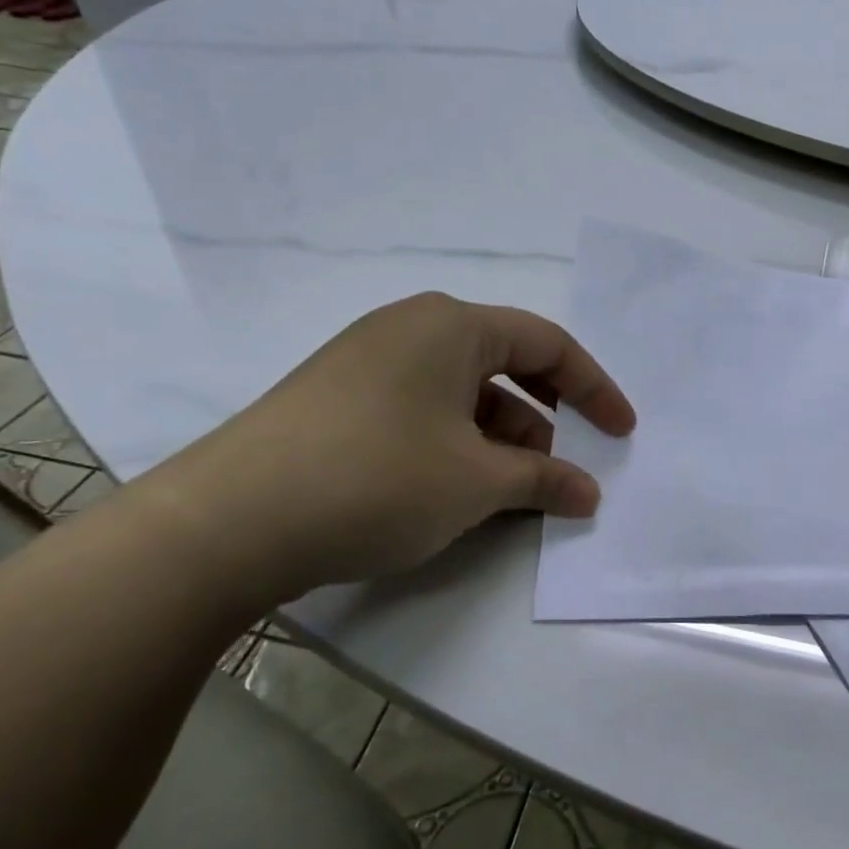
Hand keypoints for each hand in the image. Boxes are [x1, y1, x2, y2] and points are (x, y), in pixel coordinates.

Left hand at [145, 293, 634, 603]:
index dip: (594, 388)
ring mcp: (368, 362)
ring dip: (500, 439)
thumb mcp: (477, 482)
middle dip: (545, 419)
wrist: (226, 523)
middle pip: (505, 365)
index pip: (547, 344)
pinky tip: (456, 491)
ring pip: (462, 393)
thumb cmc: (377, 479)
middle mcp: (410, 329)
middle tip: (561, 469)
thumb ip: (544, 481)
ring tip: (509, 493)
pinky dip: (457, 445)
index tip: (622, 433)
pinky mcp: (339, 400)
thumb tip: (588, 494)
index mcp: (451, 325)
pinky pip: (423, 410)